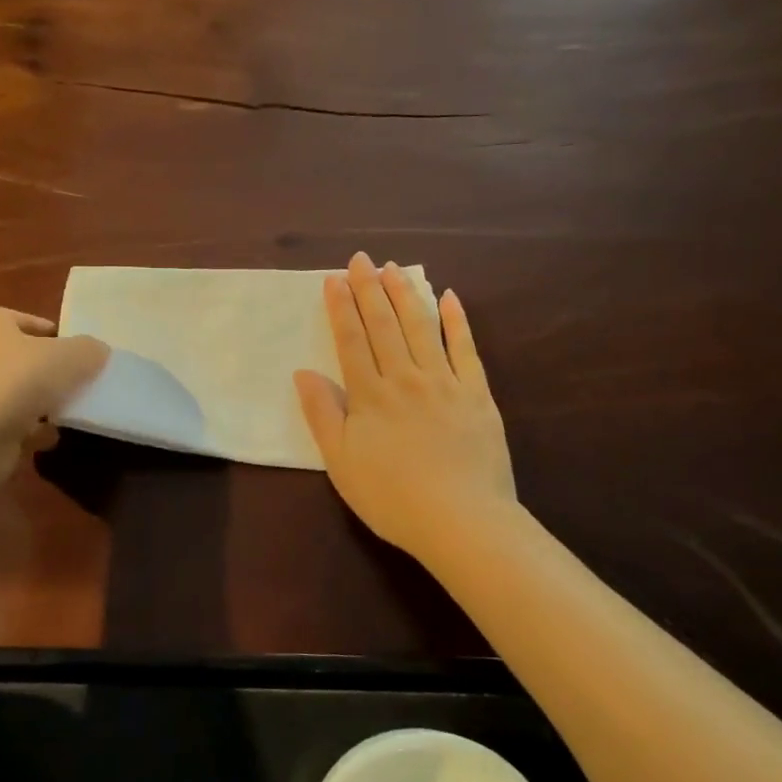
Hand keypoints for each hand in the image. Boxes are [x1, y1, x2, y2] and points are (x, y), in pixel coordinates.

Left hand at [0, 308, 106, 479]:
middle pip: (21, 357)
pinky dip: (32, 430)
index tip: (75, 348)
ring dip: (42, 402)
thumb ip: (88, 350)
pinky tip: (52, 437)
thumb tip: (97, 352)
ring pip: (18, 393)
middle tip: (80, 380)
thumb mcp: (68, 357)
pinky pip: (12, 424)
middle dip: (49, 369)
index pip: (21, 320)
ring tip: (72, 410)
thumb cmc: (17, 382)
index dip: (48, 330)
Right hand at [295, 253, 514, 566]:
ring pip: (422, 327)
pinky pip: (466, 349)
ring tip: (394, 268)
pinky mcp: (477, 394)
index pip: (351, 340)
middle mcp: (405, 378)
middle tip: (361, 259)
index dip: (341, 307)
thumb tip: (303, 372)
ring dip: (405, 295)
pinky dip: (457, 321)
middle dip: (369, 289)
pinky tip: (449, 297)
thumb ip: (322, 414)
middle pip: (384, 325)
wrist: (461, 522)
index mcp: (369, 395)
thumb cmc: (391, 497)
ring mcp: (444, 383)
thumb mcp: (340, 462)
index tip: (333, 279)